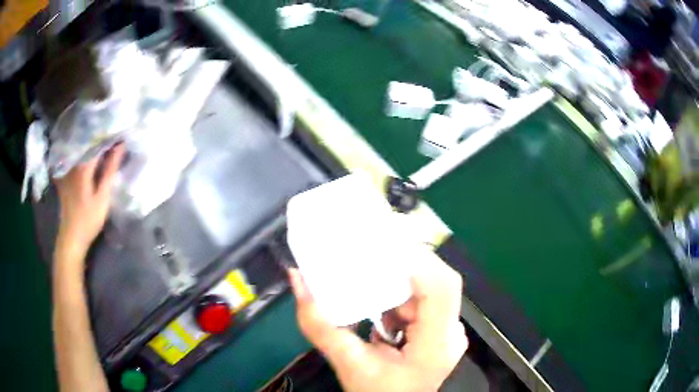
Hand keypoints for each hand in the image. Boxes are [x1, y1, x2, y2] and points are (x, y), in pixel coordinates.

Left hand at [55, 144, 124, 261]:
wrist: (71, 238)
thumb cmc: (88, 219)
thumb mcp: (102, 197)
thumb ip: (110, 170)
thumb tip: (120, 146)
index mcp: (83, 166)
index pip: (98, 141)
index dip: (110, 136)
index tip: (122, 134)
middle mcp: (73, 162)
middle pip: (88, 142)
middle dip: (102, 138)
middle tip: (115, 137)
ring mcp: (67, 169)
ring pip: (81, 149)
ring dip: (93, 144)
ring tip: (104, 143)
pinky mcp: (64, 176)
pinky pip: (75, 158)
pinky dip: (83, 153)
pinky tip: (89, 155)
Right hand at [289, 249, 466, 391]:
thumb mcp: (348, 364)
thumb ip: (320, 325)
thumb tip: (298, 279)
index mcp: (436, 343)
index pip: (440, 287)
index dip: (415, 260)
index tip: (378, 248)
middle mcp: (450, 331)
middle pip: (435, 280)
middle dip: (400, 263)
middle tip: (367, 252)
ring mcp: (447, 329)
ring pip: (428, 286)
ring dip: (398, 278)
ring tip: (368, 269)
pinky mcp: (438, 329)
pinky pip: (421, 299)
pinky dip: (398, 294)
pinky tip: (378, 302)